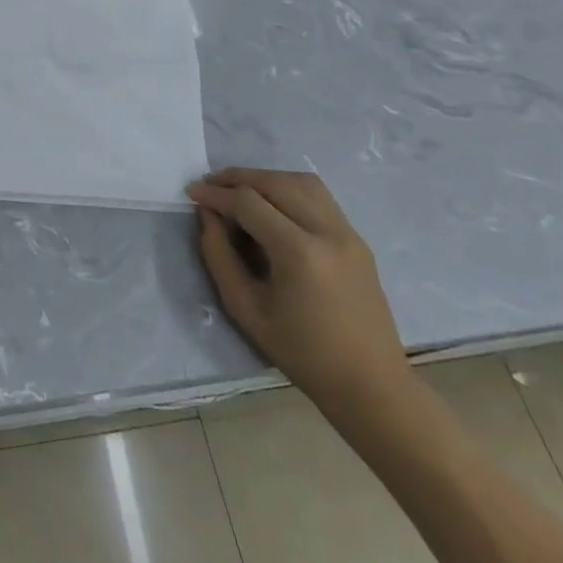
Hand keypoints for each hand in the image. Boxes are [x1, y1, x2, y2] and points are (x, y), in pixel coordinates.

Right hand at [189, 168, 411, 422]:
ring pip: (302, 181)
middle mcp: (328, 232)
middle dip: (237, 178)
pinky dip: (289, 189)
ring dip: (265, 178)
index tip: (191, 192)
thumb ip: (219, 255)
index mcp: (299, 253)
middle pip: (275, 182)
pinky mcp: (357, 240)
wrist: (370, 384)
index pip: (249, 203)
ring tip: (239, 190)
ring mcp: (348, 233)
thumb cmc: (302, 353)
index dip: (215, 193)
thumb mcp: (245, 308)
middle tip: (210, 185)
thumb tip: (208, 215)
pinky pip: (319, 197)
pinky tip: (271, 204)